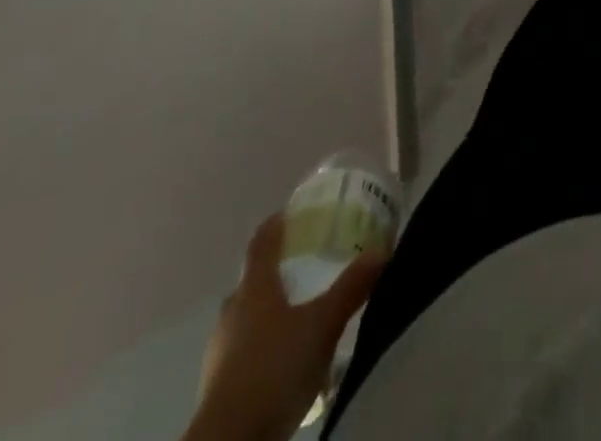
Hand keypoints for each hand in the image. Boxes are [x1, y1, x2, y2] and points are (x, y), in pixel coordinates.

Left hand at [186, 213, 386, 440]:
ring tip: (303, 318)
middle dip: (279, 272)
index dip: (276, 223)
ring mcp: (221, 352)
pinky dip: (266, 348)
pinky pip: (246, 354)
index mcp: (254, 287)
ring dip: (272, 314)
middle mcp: (233, 312)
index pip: (262, 241)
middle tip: (308, 267)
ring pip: (249, 319)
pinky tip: (288, 364)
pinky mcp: (220, 388)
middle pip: (254, 281)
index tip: (293, 211)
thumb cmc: (274, 370)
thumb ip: (351, 288)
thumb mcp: (322, 326)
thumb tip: (381, 251)